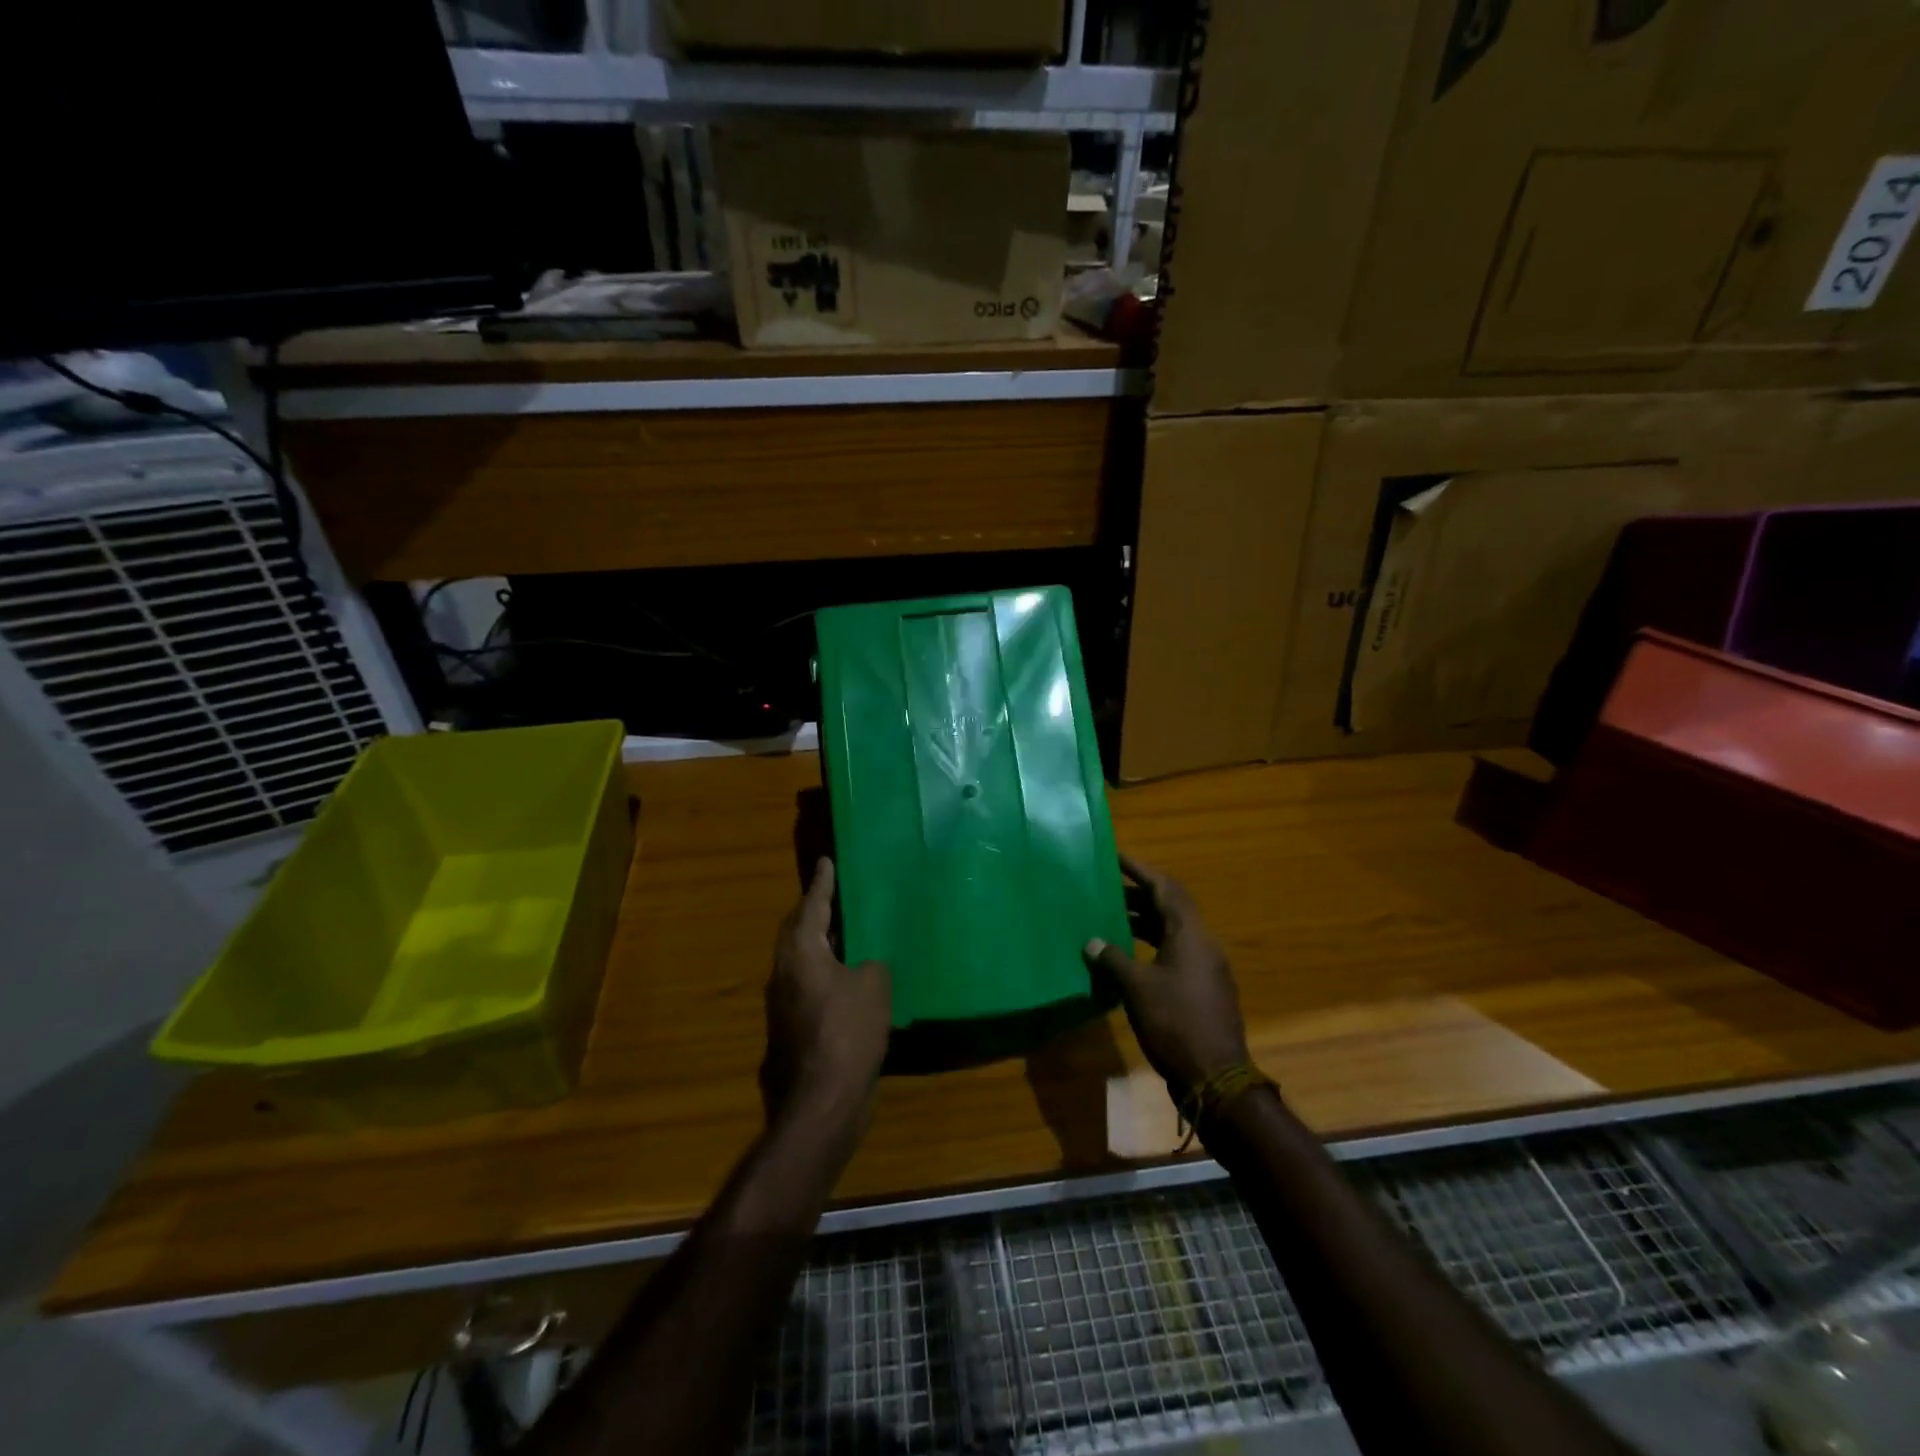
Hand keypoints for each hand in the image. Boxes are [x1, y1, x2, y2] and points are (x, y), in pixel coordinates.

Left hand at [761, 859, 891, 1124]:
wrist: (822, 1101)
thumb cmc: (848, 1032)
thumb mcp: (874, 986)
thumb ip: (870, 965)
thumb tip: (863, 966)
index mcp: (801, 953)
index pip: (812, 906)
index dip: (822, 883)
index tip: (826, 861)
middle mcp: (784, 972)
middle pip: (798, 931)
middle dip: (814, 911)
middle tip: (833, 895)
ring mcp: (783, 1004)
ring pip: (801, 960)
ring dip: (821, 944)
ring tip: (846, 934)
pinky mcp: (791, 1030)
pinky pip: (809, 986)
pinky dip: (826, 974)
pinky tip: (849, 981)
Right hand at [1084, 854, 1249, 1096]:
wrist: (1215, 1077)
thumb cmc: (1174, 1023)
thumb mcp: (1137, 988)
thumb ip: (1113, 959)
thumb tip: (1092, 941)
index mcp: (1190, 934)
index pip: (1165, 888)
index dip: (1140, 870)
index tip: (1116, 857)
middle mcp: (1203, 943)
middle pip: (1170, 907)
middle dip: (1138, 895)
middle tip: (1106, 889)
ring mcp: (1207, 967)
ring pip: (1172, 931)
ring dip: (1143, 922)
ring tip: (1111, 919)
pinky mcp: (1204, 988)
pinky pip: (1175, 952)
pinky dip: (1151, 945)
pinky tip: (1128, 956)